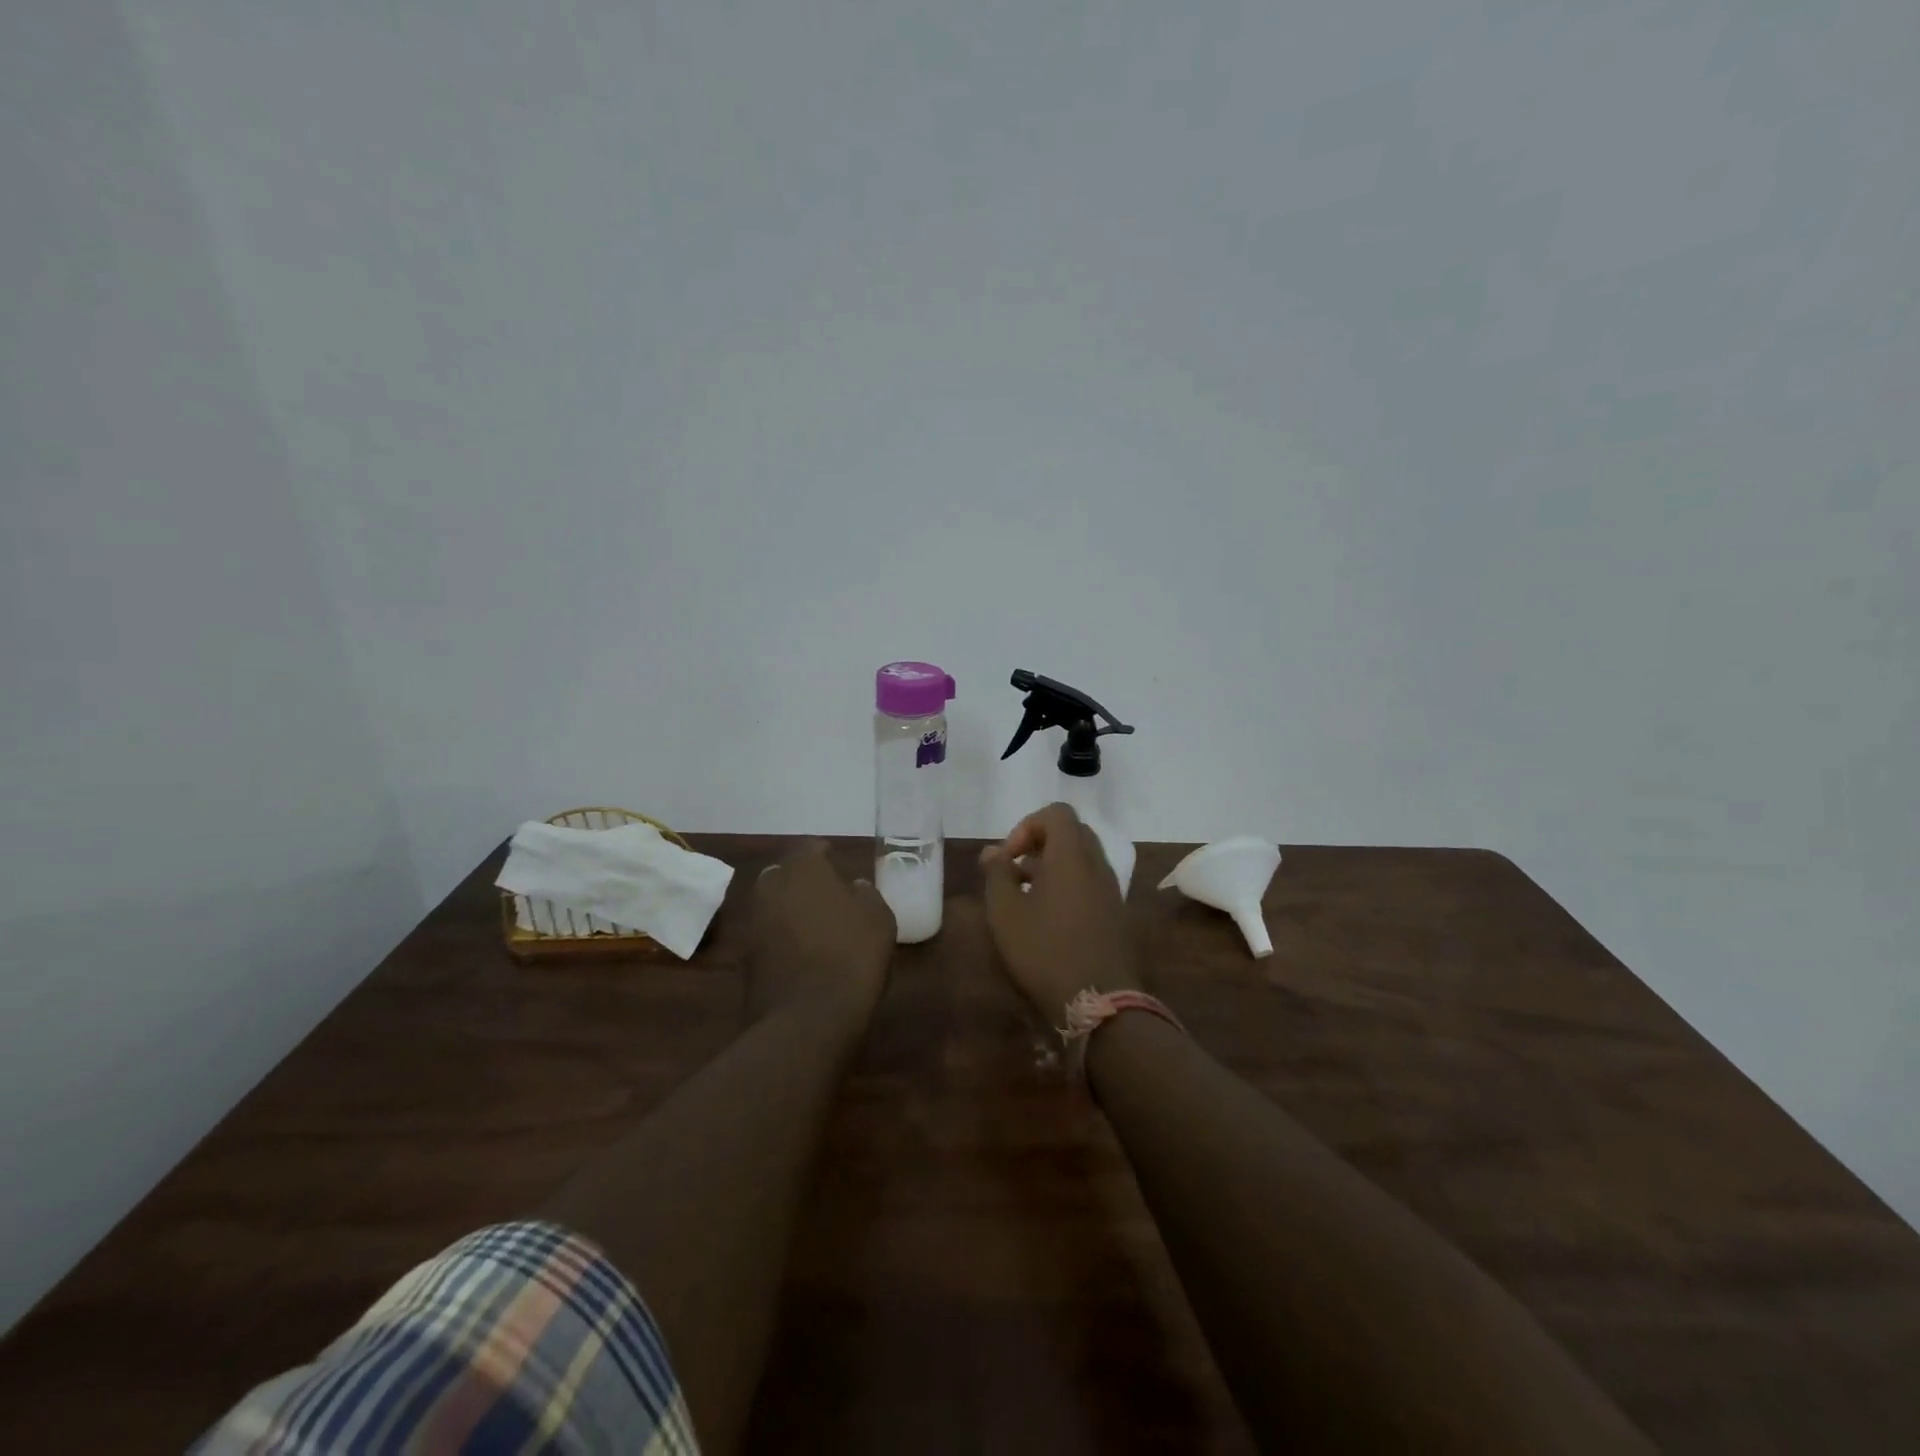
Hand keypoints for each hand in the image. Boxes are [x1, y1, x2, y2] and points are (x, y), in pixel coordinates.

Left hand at [748, 841, 895, 1031]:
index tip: (834, 856)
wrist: (808, 1018)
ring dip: (789, 910)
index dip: (823, 852)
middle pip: (784, 875)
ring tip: (815, 924)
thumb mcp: (879, 919)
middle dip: (800, 880)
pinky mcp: (746, 960)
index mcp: (803, 870)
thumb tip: (855, 887)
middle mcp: (771, 889)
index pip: (809, 848)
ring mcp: (754, 925)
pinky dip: (781, 938)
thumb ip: (866, 895)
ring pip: (772, 906)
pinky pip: (767, 937)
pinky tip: (802, 952)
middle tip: (824, 891)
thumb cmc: (852, 955)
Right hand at [980, 803, 1141, 1024]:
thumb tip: (993, 852)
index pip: (1057, 813)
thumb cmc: (1045, 951)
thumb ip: (997, 874)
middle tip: (1015, 871)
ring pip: (1081, 860)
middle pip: (1072, 833)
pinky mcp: (1116, 915)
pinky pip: (1090, 883)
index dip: (1027, 825)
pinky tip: (1046, 919)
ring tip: (1025, 897)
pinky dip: (1067, 887)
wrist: (1099, 1002)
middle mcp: (1097, 865)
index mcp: (1072, 856)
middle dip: (1039, 844)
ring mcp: (1111, 891)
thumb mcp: (1006, 912)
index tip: (1009, 857)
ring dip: (1052, 867)